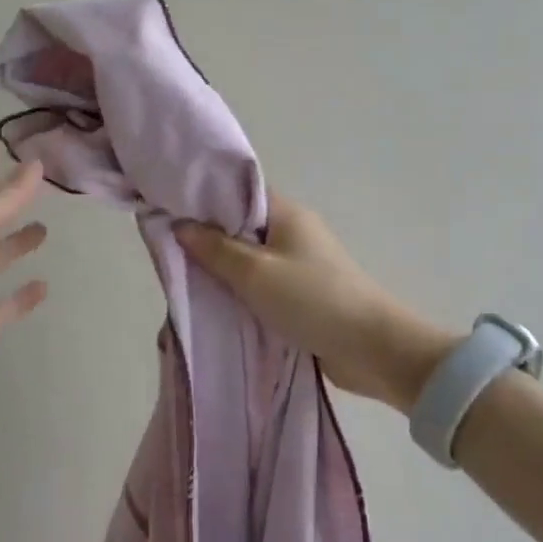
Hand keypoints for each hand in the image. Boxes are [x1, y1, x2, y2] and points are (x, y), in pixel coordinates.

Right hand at [176, 195, 457, 412]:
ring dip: (224, 268)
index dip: (204, 197)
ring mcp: (299, 263)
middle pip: (240, 226)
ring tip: (185, 276)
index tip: (169, 207)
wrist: (373, 349)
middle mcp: (293, 231)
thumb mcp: (255, 273)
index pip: (237, 192)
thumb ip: (215, 248)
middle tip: (170, 248)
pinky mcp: (302, 293)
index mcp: (286, 213)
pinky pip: (261, 283)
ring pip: (249, 257)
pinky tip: (215, 301)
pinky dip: (241, 290)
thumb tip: (180, 224)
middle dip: (208, 236)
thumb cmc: (311, 299)